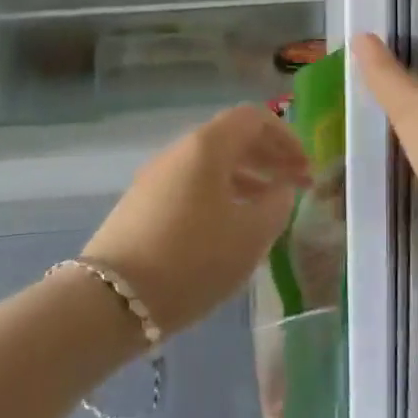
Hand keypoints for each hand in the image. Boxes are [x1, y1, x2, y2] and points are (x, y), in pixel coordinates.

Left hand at [82, 105, 309, 335]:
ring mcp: (156, 176)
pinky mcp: (142, 204)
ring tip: (268, 208)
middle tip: (295, 185)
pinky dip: (220, 194)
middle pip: (231, 138)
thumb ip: (276, 204)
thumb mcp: (250, 235)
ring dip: (245, 178)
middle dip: (268, 157)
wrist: (113, 299)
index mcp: (207, 146)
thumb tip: (281, 188)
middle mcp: (179, 150)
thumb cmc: (193, 259)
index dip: (286, 137)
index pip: (254, 118)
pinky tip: (230, 226)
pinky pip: (192, 185)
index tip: (305, 167)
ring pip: (211, 164)